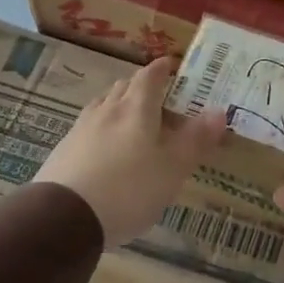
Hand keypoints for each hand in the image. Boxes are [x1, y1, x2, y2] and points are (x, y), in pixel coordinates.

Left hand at [34, 55, 228, 244]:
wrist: (65, 217)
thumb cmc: (129, 189)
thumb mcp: (172, 169)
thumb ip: (196, 140)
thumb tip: (219, 111)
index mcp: (136, 109)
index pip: (150, 77)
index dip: (161, 69)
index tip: (170, 65)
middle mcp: (107, 111)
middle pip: (123, 88)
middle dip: (140, 86)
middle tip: (156, 95)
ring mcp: (81, 129)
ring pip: (103, 106)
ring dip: (118, 105)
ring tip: (130, 118)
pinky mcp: (64, 150)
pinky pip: (88, 128)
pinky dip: (102, 129)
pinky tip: (104, 147)